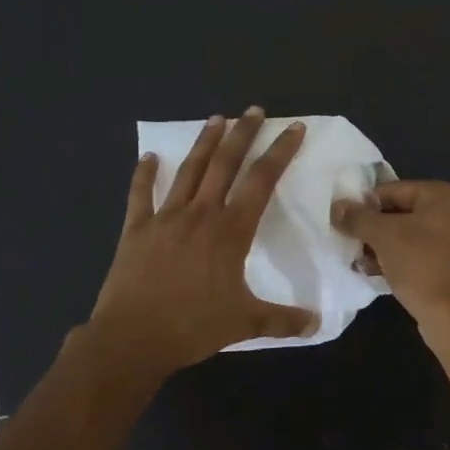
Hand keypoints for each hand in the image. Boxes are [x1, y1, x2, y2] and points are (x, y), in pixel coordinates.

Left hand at [85, 110, 317, 376]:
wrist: (131, 339)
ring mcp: (165, 218)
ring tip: (216, 119)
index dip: (280, 152)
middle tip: (253, 110)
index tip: (293, 129)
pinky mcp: (136, 229)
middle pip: (225, 164)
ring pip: (189, 171)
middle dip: (242, 134)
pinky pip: (140, 194)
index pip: (262, 181)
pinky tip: (148, 157)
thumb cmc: (192, 327)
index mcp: (230, 231)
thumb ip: (282, 320)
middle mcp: (200, 214)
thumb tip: (317, 324)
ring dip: (204, 143)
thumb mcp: (245, 324)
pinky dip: (144, 174)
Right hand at [332, 180, 449, 335]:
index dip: (366, 203)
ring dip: (386, 247)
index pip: (396, 189)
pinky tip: (379, 274)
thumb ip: (358, 217)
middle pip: (406, 212)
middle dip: (376, 229)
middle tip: (351, 242)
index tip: (345, 220)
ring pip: (415, 236)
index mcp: (448, 196)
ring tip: (360, 262)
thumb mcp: (384, 237)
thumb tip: (337, 206)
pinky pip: (426, 256)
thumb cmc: (422, 267)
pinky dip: (403, 261)